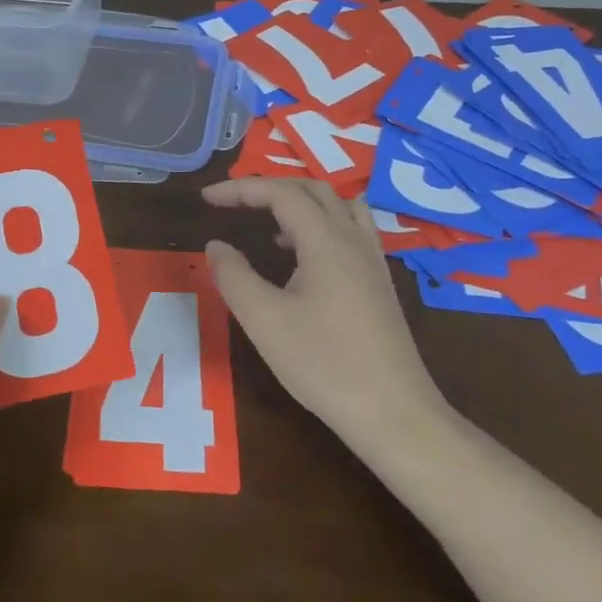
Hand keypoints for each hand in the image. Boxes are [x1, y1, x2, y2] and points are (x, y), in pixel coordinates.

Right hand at [202, 178, 452, 454]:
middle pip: (312, 189)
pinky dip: (320, 225)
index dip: (241, 188)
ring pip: (338, 206)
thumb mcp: (264, 320)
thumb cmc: (324, 364)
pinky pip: (350, 230)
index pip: (280, 193)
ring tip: (269, 225)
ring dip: (299, 203)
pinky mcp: (379, 283)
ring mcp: (372, 261)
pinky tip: (301, 259)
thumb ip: (233, 276)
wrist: (394, 414)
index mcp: (326, 240)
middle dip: (269, 188)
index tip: (207, 198)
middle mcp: (353, 239)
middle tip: (234, 204)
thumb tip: (216, 245)